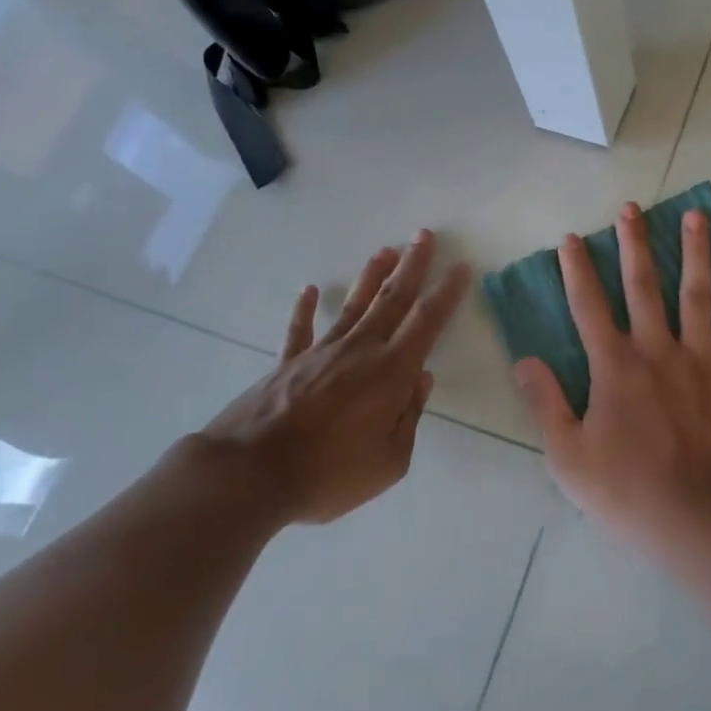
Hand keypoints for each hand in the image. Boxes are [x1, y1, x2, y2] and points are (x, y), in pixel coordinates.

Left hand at [183, 231, 471, 528]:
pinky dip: (305, 308)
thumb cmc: (329, 473)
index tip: (460, 268)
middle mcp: (359, 351)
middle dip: (412, 266)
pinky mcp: (287, 364)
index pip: (427, 322)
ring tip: (385, 250)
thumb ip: (410, 416)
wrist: (250, 475)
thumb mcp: (390, 461)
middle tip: (424, 235)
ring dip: (371, 277)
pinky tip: (310, 289)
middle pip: (392, 300)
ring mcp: (320, 353)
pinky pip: (300, 330)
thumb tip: (421, 380)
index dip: (446, 294)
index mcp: (391, 372)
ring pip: (353, 306)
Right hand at [514, 202, 710, 550]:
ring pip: (695, 291)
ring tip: (694, 215)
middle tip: (631, 208)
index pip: (588, 306)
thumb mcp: (568, 458)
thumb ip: (546, 404)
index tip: (571, 239)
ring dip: (692, 250)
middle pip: (642, 285)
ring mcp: (701, 357)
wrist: (702, 519)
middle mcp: (656, 349)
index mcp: (613, 367)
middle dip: (633, 244)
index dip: (576, 270)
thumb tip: (525, 361)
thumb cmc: (629, 493)